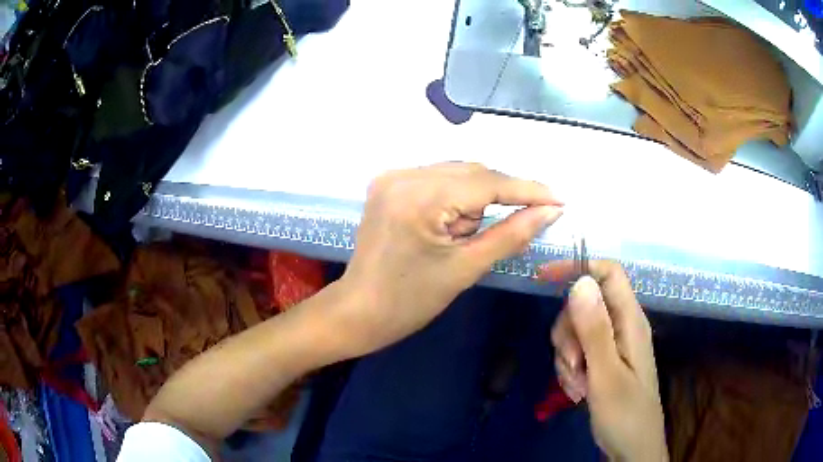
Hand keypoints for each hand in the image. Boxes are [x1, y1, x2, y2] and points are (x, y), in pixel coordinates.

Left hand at [334, 162, 562, 357]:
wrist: (359, 311)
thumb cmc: (410, 301)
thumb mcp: (466, 269)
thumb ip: (512, 234)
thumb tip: (550, 211)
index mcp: (420, 197)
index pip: (487, 182)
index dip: (528, 190)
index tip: (560, 198)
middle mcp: (404, 174)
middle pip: (472, 172)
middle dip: (502, 197)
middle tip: (523, 222)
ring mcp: (392, 176)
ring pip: (457, 173)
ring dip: (477, 199)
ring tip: (465, 238)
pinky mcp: (389, 184)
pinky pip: (438, 179)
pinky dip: (457, 197)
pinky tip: (453, 225)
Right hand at [544, 261, 667, 461]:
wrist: (631, 447)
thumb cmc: (625, 413)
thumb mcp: (606, 374)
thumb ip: (594, 329)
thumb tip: (580, 281)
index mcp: (630, 320)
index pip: (608, 273)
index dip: (578, 268)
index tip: (543, 278)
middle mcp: (622, 325)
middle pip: (584, 304)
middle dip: (568, 333)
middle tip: (573, 365)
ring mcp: (612, 344)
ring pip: (576, 330)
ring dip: (567, 357)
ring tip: (578, 386)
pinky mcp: (603, 360)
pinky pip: (577, 351)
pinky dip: (570, 369)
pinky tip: (578, 390)